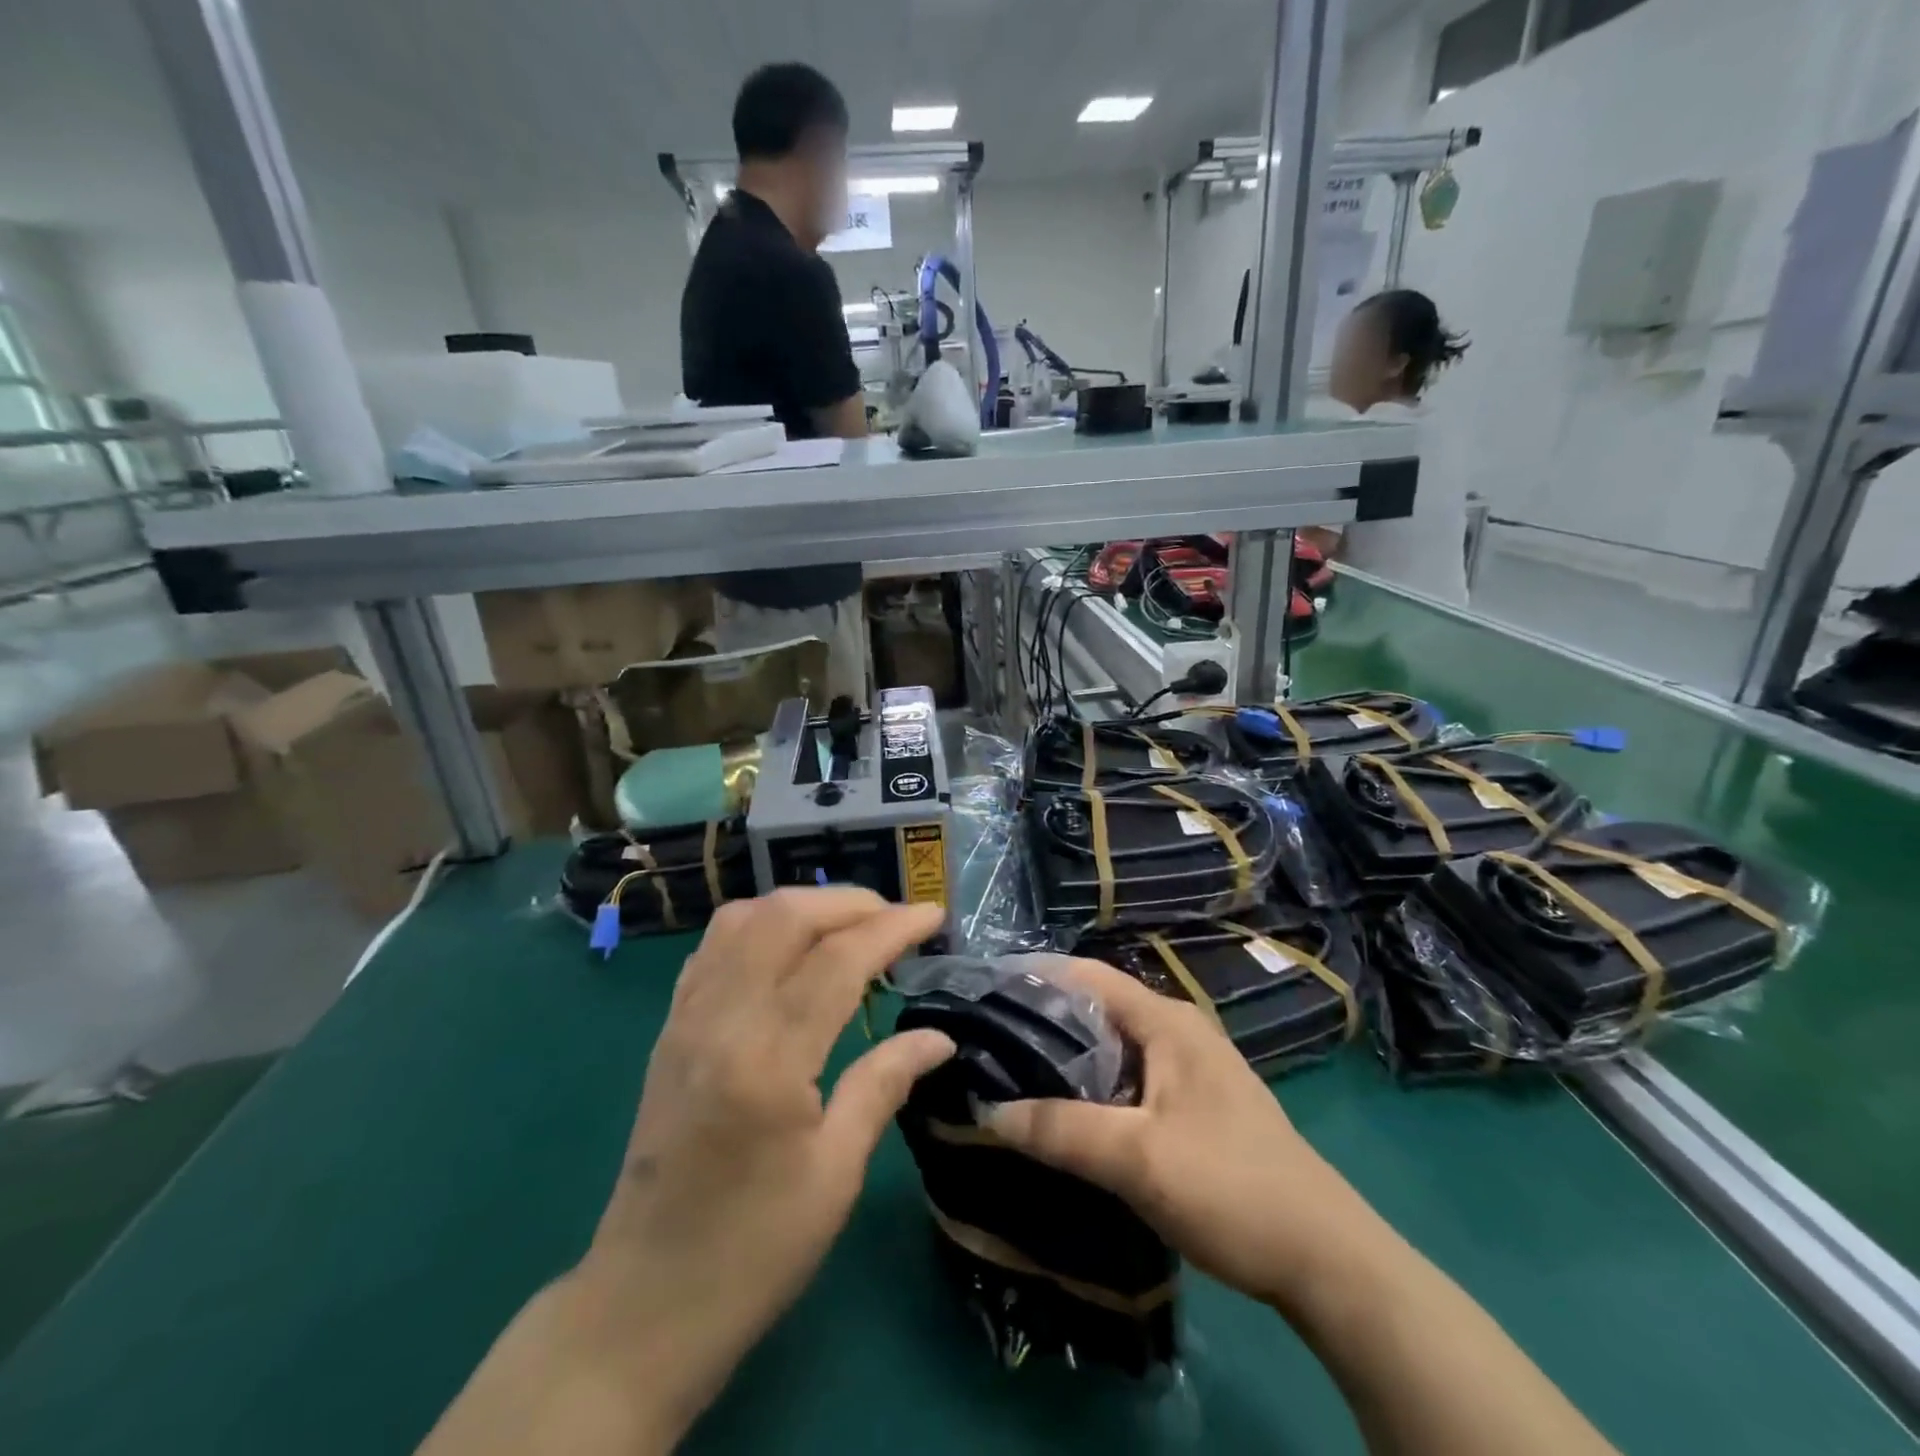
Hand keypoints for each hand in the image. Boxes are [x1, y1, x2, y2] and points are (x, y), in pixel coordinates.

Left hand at [582, 889, 952, 1442]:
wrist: (643, 1305)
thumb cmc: (753, 1250)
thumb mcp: (835, 1174)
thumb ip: (884, 1084)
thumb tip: (939, 1037)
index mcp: (767, 1060)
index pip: (838, 959)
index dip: (893, 928)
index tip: (934, 917)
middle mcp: (720, 1021)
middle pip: (785, 916)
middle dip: (849, 902)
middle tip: (895, 919)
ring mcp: (685, 1019)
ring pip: (743, 918)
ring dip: (802, 905)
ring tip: (848, 925)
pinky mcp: (669, 1030)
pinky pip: (714, 947)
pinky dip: (760, 926)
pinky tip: (788, 948)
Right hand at [985, 958, 1374, 1311]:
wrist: (1325, 1258)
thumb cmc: (1230, 1186)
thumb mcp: (1138, 1159)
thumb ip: (1061, 1130)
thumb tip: (987, 1111)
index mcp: (1166, 1021)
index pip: (1086, 976)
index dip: (1035, 978)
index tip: (984, 995)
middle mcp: (1177, 1031)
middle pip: (1096, 1010)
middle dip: (1043, 1022)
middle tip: (987, 1043)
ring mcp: (1188, 1068)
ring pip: (1111, 1048)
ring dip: (1066, 1059)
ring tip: (1010, 1076)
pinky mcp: (1193, 1105)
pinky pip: (1128, 1079)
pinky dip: (1092, 1087)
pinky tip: (1064, 1114)